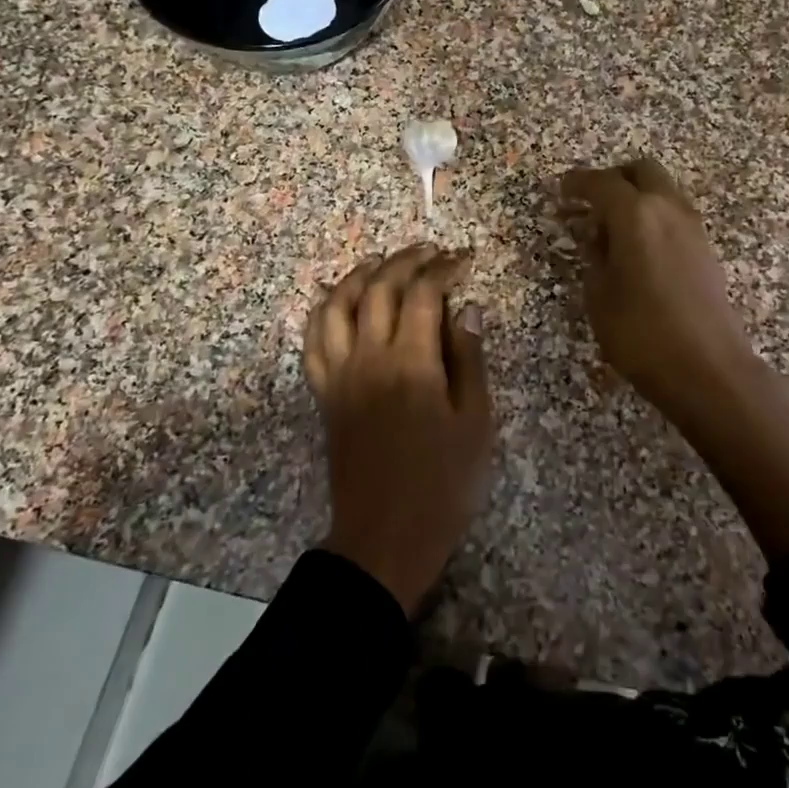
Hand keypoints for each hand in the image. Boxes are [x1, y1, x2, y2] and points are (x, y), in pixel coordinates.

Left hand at [303, 244, 492, 613]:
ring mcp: (339, 374)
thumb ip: (470, 360)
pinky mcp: (324, 393)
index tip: (463, 259)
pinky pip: (313, 341)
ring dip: (359, 276)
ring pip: (337, 305)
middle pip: (378, 288)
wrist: (386, 535)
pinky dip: (324, 312)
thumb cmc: (443, 484)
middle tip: (429, 252)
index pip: (423, 294)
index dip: (444, 269)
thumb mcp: (475, 423)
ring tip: (380, 264)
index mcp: (411, 363)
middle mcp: (368, 358)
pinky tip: (339, 304)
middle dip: (404, 261)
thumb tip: (466, 309)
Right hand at [559, 157, 754, 426]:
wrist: (707, 368)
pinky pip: (673, 214)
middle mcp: (668, 209)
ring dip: (636, 197)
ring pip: (662, 190)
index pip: (601, 183)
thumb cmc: (641, 333)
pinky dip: (652, 217)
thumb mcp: (599, 295)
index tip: (559, 190)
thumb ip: (593, 256)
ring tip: (610, 229)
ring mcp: (692, 227)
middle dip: (613, 178)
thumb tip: (593, 236)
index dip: (576, 183)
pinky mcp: (705, 248)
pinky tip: (636, 248)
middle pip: (641, 171)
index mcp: (636, 215)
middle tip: (589, 202)